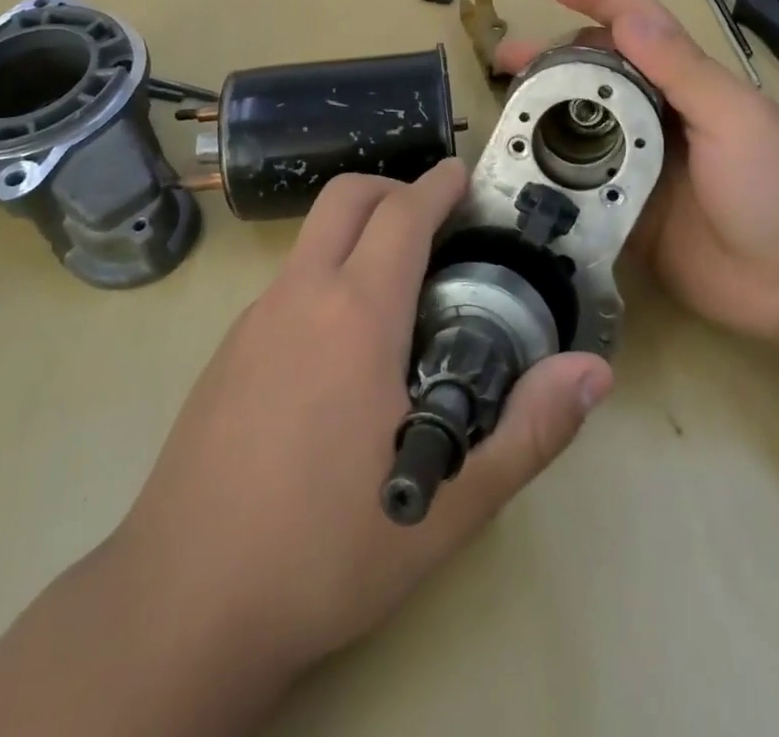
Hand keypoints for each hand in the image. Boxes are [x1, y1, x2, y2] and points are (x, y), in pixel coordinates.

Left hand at [109, 160, 613, 682]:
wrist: (184, 604)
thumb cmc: (327, 549)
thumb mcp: (449, 504)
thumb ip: (528, 430)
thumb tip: (594, 370)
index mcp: (355, 314)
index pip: (402, 215)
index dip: (437, 185)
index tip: (463, 175)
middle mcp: (298, 296)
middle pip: (344, 199)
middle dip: (393, 188)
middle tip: (435, 219)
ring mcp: (252, 321)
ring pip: (310, 240)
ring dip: (356, 233)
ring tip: (400, 284)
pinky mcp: (225, 353)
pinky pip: (286, 285)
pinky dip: (325, 276)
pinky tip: (342, 348)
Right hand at [496, 0, 778, 345]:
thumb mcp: (733, 118)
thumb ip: (679, 69)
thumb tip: (626, 14)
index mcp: (686, 84)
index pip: (636, 26)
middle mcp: (657, 117)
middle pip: (595, 75)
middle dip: (551, 59)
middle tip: (504, 61)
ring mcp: (639, 166)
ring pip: (581, 128)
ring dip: (544, 115)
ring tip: (505, 115)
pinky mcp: (625, 213)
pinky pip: (580, 187)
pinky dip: (551, 175)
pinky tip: (518, 172)